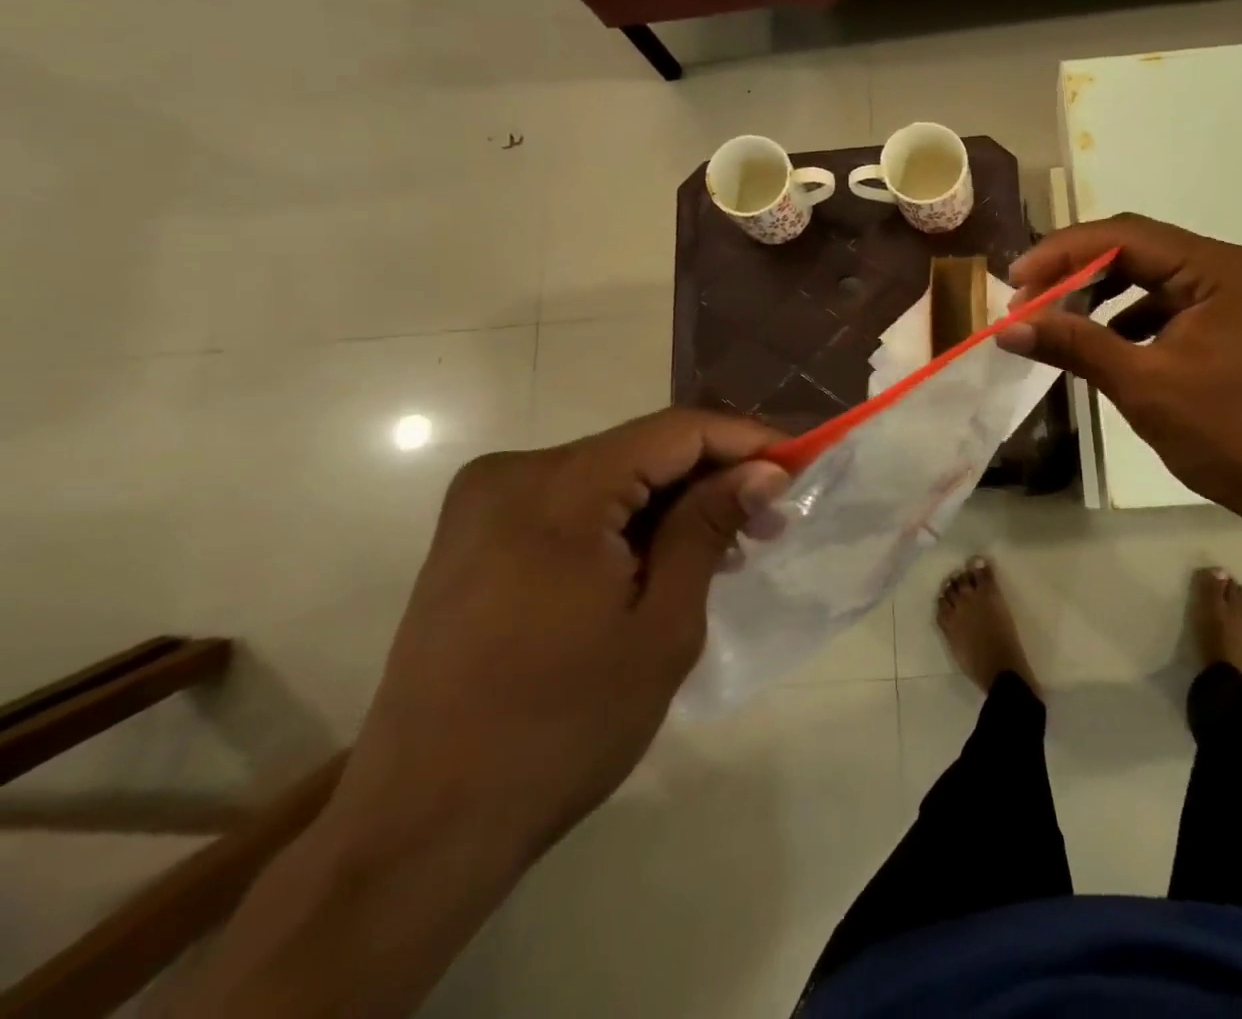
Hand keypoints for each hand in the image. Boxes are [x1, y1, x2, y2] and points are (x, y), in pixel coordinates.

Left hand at [326, 410, 788, 869]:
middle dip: (714, 476)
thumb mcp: (661, 627)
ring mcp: (486, 505)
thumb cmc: (560, 730)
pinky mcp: (477, 537)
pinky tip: (667, 558)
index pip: (676, 431)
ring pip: (612, 475)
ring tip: (730, 545)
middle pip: (642, 449)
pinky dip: (630, 521)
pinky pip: (576, 503)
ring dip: (674, 502)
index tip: (799, 467)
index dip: (747, 440)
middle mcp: (512, 475)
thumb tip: (764, 471)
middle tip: (771, 517)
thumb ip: (709, 529)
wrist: (420, 831)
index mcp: (555, 490)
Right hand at [1000, 214, 1241, 554]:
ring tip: (1053, 318)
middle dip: (1075, 270)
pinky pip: (1161, 304)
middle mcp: (1224, 268)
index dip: (1062, 253)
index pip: (1124, 236)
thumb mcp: (1142, 384)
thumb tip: (1007, 328)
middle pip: (1134, 248)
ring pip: (1145, 275)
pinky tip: (1098, 342)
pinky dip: (1123, 317)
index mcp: (1215, 267)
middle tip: (1026, 299)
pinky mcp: (1222, 325)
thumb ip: (1074, 345)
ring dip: (1096, 292)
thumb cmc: (1227, 432)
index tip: (1015, 281)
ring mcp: (1226, 296)